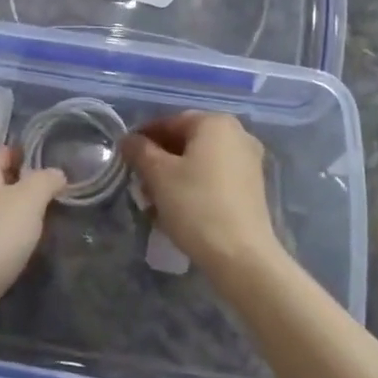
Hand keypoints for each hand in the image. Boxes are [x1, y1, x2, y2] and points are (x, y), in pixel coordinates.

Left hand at [0, 147, 64, 330]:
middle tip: (62, 197)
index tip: (60, 162)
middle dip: (29, 188)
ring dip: (21, 218)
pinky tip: (26, 254)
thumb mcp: (27, 201)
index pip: (4, 152)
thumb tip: (56, 172)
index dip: (30, 153)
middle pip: (1, 183)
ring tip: (51, 225)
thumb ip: (45, 181)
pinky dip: (10, 244)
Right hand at [122, 113, 284, 279]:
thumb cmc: (196, 205)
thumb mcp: (158, 175)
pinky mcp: (251, 187)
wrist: (241, 255)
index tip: (125, 157)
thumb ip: (140, 151)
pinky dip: (193, 187)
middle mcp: (237, 134)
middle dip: (159, 161)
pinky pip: (214, 178)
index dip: (143, 138)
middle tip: (138, 183)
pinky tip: (176, 210)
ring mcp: (248, 161)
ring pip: (199, 162)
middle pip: (186, 141)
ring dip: (173, 177)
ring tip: (153, 202)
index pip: (169, 122)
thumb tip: (128, 140)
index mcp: (215, 123)